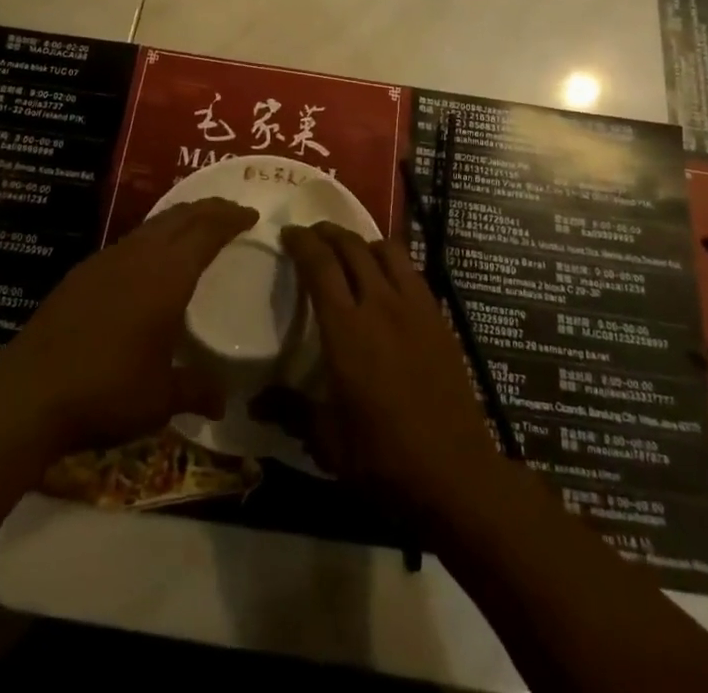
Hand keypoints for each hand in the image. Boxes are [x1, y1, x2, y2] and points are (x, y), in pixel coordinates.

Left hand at [0, 198, 256, 457]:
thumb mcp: (160, 398)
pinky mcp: (82, 272)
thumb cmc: (107, 390)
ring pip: (153, 225)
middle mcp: (140, 255)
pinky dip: (153, 237)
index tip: (250, 215)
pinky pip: (130, 240)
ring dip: (180, 220)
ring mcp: (107, 259)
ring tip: (195, 228)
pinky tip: (149, 259)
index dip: (231, 218)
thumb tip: (223, 400)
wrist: (29, 392)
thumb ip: (195, 390)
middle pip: (181, 216)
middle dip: (210, 209)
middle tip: (231, 212)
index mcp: (168, 275)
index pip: (208, 231)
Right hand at [276, 222, 502, 526]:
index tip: (287, 233)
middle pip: (352, 247)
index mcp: (347, 330)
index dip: (301, 242)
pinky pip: (412, 271)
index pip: (320, 265)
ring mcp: (415, 308)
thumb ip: (290, 410)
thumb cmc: (384, 459)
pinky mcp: (439, 318)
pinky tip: (386, 279)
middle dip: (328, 233)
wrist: (456, 474)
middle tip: (312, 235)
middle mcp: (380, 305)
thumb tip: (252, 402)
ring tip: (349, 250)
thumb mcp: (327, 441)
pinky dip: (392, 261)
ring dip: (362, 241)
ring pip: (387, 250)